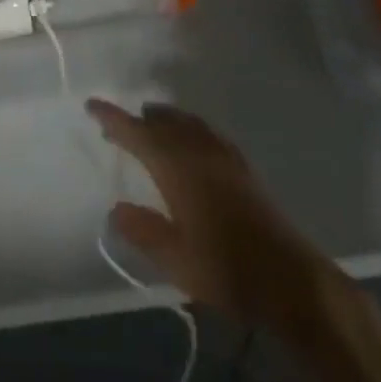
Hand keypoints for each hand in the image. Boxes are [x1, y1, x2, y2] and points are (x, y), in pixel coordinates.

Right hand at [87, 99, 355, 337]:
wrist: (288, 277)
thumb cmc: (226, 268)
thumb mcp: (175, 259)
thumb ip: (143, 231)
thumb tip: (115, 209)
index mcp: (176, 166)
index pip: (137, 132)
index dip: (113, 117)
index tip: (92, 104)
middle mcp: (197, 149)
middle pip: (162, 120)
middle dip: (138, 119)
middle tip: (117, 125)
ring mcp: (222, 153)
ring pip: (186, 121)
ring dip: (164, 118)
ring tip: (150, 122)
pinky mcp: (241, 164)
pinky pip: (205, 130)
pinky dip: (188, 126)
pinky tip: (191, 139)